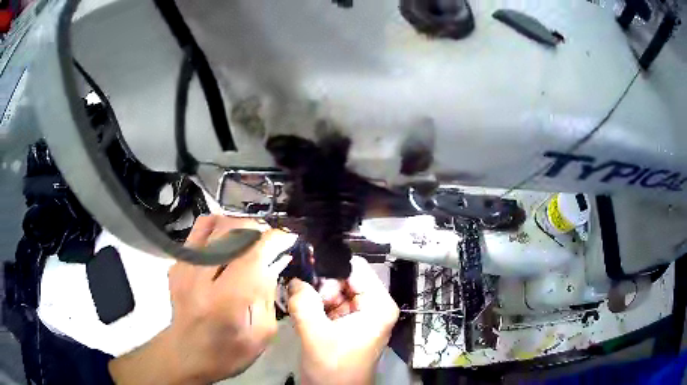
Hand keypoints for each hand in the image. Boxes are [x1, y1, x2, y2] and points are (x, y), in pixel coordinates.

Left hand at [109, 215, 295, 384]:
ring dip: (238, 226)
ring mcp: (185, 266)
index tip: (288, 240)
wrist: (187, 354)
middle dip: (258, 229)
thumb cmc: (230, 352)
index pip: (254, 253)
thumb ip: (268, 293)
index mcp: (227, 299)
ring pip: (214, 223)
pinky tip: (227, 243)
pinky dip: (218, 229)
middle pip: (232, 230)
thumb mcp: (262, 332)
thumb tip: (274, 260)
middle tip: (269, 242)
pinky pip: (199, 231)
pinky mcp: (177, 263)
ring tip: (249, 240)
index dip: (275, 240)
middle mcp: (202, 276)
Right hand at [288, 256, 398, 384]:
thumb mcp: (316, 335)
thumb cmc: (333, 369)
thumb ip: (304, 302)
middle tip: (300, 296)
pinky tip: (304, 314)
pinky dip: (316, 305)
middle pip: (344, 278)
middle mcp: (374, 305)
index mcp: (378, 305)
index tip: (303, 267)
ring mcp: (361, 313)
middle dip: (320, 285)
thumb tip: (294, 277)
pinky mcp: (348, 322)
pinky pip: (330, 303)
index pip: (355, 268)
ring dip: (315, 297)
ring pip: (334, 289)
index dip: (330, 266)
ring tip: (301, 308)